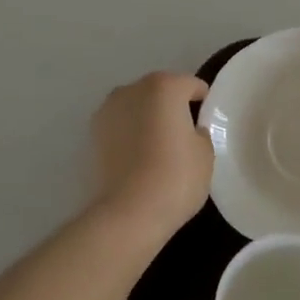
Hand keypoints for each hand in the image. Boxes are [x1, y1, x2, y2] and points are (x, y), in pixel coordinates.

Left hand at [90, 72, 211, 242]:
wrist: (128, 213)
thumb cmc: (176, 177)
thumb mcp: (206, 153)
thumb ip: (199, 132)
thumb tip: (189, 131)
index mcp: (166, 86)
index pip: (192, 86)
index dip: (204, 104)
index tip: (207, 124)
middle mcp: (134, 89)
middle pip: (161, 91)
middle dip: (172, 107)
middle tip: (184, 135)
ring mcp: (109, 110)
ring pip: (138, 107)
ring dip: (148, 118)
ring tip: (158, 147)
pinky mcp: (92, 135)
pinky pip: (121, 126)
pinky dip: (130, 134)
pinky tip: (139, 158)